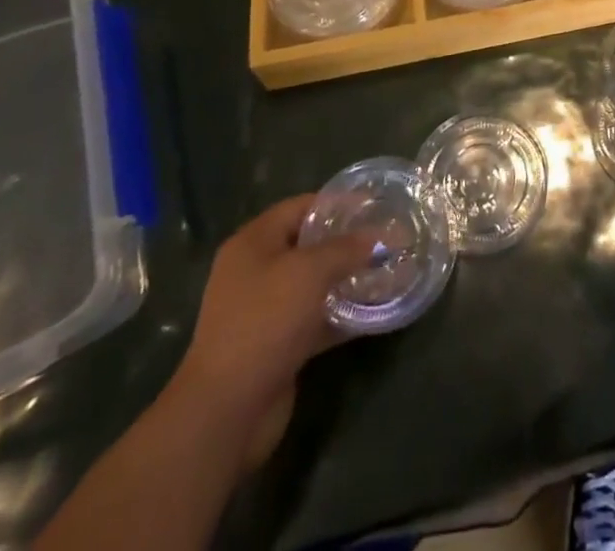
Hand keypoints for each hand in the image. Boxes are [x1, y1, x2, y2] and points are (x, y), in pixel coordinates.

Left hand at [169, 195, 374, 465]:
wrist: (227, 410)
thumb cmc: (264, 322)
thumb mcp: (310, 272)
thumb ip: (348, 248)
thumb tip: (383, 235)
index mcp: (253, 243)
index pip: (300, 207)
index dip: (337, 203)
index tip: (375, 205)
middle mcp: (255, 271)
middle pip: (308, 245)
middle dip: (346, 242)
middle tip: (385, 238)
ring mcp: (265, 311)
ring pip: (314, 284)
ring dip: (347, 279)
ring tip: (386, 270)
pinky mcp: (277, 345)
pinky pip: (316, 318)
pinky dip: (341, 314)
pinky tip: (375, 310)